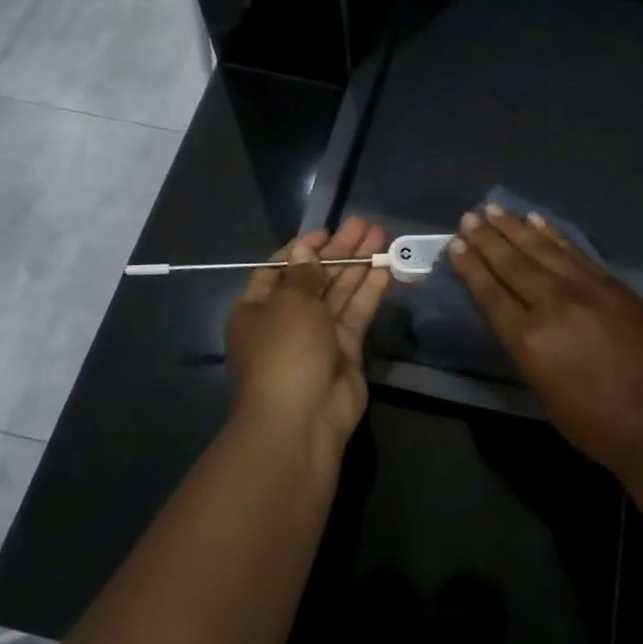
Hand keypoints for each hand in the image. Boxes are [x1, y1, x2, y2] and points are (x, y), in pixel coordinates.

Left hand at [226, 216, 390, 446]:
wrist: (302, 418)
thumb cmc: (285, 352)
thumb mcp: (289, 304)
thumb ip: (303, 275)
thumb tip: (305, 251)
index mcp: (256, 309)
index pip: (278, 270)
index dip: (302, 249)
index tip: (327, 231)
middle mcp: (285, 320)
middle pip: (314, 278)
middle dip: (338, 251)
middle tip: (364, 225)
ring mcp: (317, 336)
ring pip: (339, 293)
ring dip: (358, 265)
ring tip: (381, 236)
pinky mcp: (345, 351)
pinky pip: (356, 313)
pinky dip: (369, 291)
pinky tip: (385, 268)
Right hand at [449, 205, 642, 474]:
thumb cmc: (591, 421)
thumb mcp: (541, 389)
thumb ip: (523, 346)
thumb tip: (512, 316)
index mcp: (528, 339)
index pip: (490, 293)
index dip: (471, 267)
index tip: (455, 244)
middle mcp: (553, 304)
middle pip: (513, 264)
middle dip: (487, 239)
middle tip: (469, 217)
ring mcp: (586, 289)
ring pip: (543, 250)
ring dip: (516, 227)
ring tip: (494, 209)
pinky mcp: (612, 284)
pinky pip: (575, 252)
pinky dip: (554, 234)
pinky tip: (537, 221)